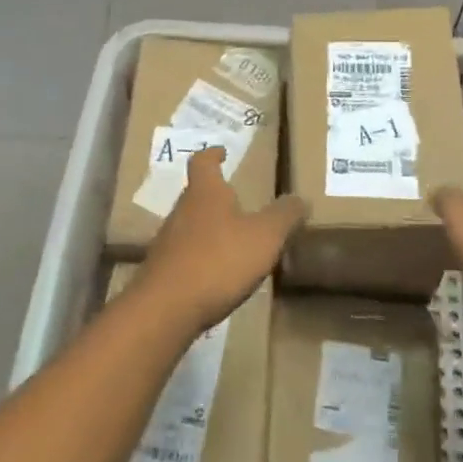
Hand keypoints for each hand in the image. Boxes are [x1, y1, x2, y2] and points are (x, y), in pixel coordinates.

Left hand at [136, 148, 307, 334]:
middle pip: (195, 194)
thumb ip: (284, 216)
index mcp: (205, 192)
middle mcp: (181, 210)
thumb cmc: (218, 260)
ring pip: (189, 226)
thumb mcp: (264, 237)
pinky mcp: (162, 272)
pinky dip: (200, 258)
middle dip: (215, 195)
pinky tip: (216, 275)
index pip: (203, 161)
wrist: (165, 309)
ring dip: (208, 228)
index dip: (213, 154)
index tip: (222, 152)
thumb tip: (301, 198)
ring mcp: (167, 242)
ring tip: (232, 239)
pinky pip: (184, 256)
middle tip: (236, 200)